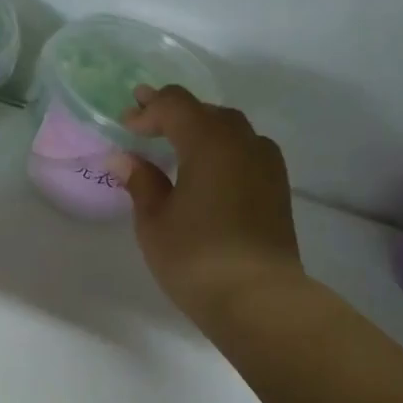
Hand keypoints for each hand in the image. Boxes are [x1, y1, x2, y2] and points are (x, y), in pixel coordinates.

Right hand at [117, 86, 308, 334]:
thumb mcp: (154, 221)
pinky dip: (222, 152)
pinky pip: (246, 152)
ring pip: (231, 131)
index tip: (125, 123)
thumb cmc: (195, 257)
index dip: (147, 108)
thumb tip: (126, 159)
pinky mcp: (277, 188)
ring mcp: (267, 164)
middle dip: (174, 114)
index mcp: (209, 141)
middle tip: (145, 127)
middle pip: (207, 112)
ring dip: (201, 131)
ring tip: (176, 148)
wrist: (257, 297)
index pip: (176, 104)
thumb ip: (141, 182)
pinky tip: (207, 173)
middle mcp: (244, 142)